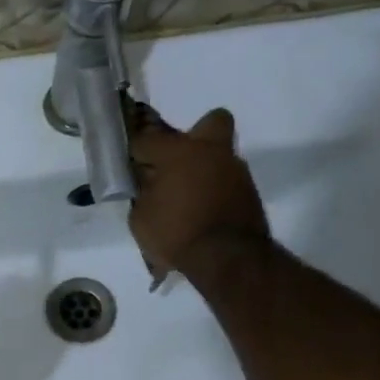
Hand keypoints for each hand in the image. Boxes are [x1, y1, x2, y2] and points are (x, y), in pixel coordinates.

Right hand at [127, 105, 269, 284]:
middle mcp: (210, 151)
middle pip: (211, 122)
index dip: (136, 151)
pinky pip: (227, 182)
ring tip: (187, 198)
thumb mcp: (141, 218)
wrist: (227, 258)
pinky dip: (215, 191)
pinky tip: (202, 212)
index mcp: (178, 151)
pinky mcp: (249, 191)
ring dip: (204, 170)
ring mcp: (235, 169)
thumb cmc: (175, 233)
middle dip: (196, 135)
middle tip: (179, 162)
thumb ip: (142, 193)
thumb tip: (147, 181)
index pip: (147, 140)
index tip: (130, 163)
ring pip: (219, 155)